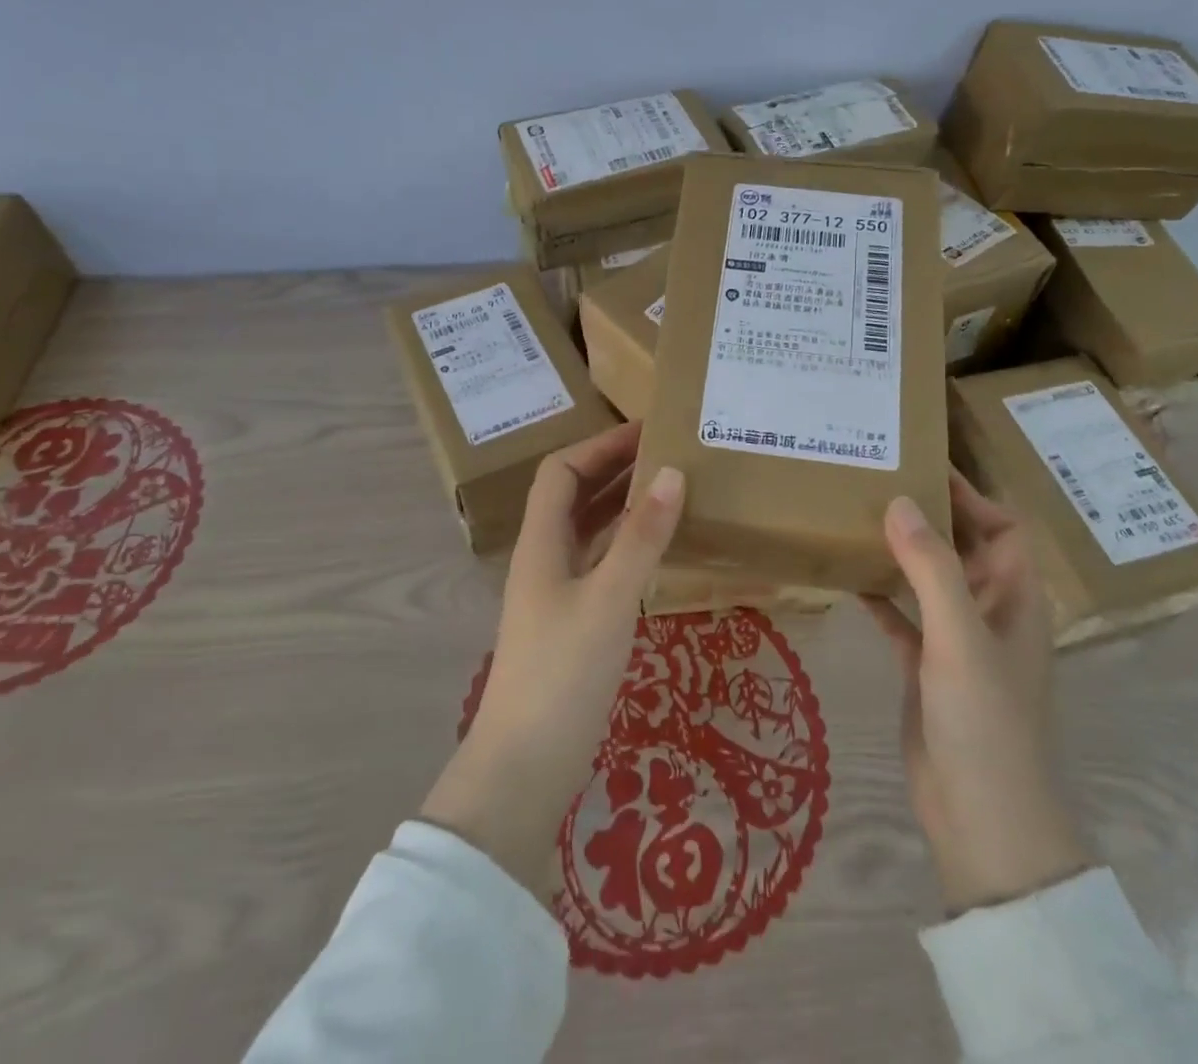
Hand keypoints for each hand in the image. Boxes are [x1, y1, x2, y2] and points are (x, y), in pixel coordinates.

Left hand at [422, 422, 684, 896]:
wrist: (525, 766)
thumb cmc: (563, 673)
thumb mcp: (609, 600)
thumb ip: (642, 538)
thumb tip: (672, 473)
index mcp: (541, 543)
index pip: (561, 471)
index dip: (599, 446)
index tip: (647, 431)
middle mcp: (544, 559)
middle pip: (574, 496)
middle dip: (614, 469)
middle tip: (668, 454)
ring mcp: (556, 593)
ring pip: (588, 531)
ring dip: (622, 506)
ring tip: (670, 490)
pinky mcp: (571, 624)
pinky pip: (599, 564)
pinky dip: (625, 545)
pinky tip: (658, 549)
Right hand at [865, 473, 1091, 913]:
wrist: (981, 820)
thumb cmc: (985, 722)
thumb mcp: (959, 638)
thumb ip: (932, 568)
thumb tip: (901, 500)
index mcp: (1016, 600)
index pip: (1004, 528)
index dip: (972, 495)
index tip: (925, 465)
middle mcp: (990, 613)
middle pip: (963, 548)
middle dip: (929, 516)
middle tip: (878, 481)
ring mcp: (956, 642)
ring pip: (928, 580)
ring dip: (900, 552)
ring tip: (857, 517)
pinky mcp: (926, 667)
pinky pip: (901, 617)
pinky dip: (880, 595)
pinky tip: (846, 576)